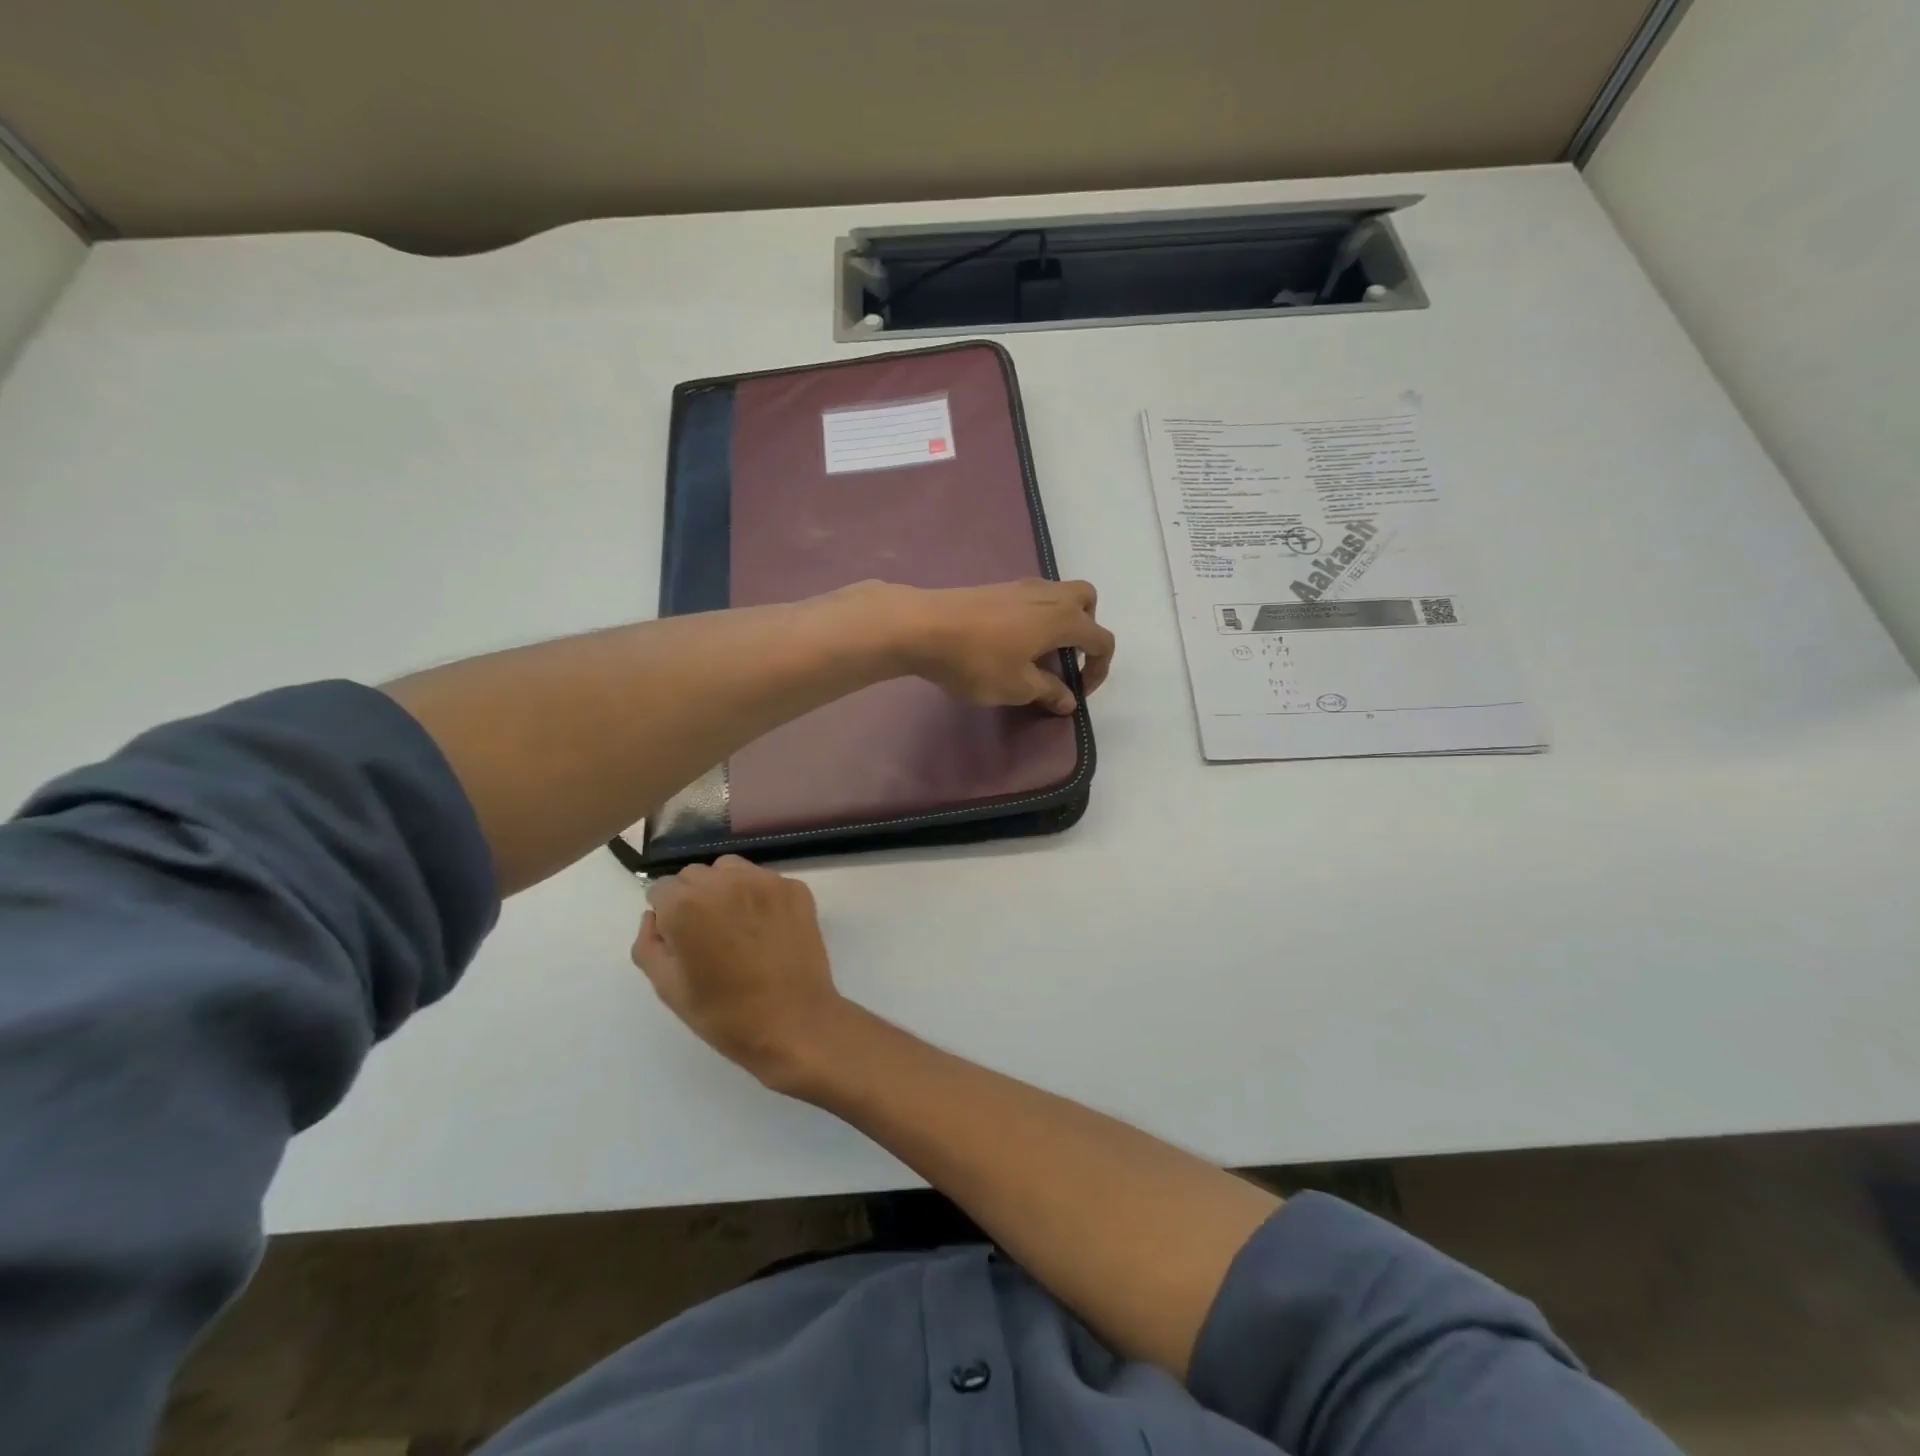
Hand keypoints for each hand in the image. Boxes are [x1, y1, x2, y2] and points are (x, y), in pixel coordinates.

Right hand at [632, 856, 846, 1091]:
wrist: (794, 1022)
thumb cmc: (725, 1013)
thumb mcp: (668, 987)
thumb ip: (649, 944)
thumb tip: (655, 917)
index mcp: (687, 905)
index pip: (661, 889)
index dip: (666, 915)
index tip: (679, 940)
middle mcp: (725, 881)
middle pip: (695, 875)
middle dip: (693, 898)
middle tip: (707, 935)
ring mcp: (765, 881)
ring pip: (731, 869)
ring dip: (725, 889)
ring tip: (736, 926)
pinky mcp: (795, 888)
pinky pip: (765, 881)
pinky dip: (759, 896)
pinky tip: (766, 928)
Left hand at [897, 579, 1114, 715]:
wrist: (922, 627)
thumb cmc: (977, 661)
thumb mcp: (1017, 687)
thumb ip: (1048, 691)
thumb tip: (1069, 700)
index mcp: (1063, 619)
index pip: (1101, 639)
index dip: (1099, 669)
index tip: (1079, 693)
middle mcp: (1049, 595)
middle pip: (1086, 601)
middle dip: (1087, 629)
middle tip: (1067, 659)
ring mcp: (1020, 587)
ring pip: (1058, 595)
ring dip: (1061, 622)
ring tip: (1038, 654)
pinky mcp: (996, 589)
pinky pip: (1032, 598)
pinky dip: (1036, 617)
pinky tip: (1012, 642)